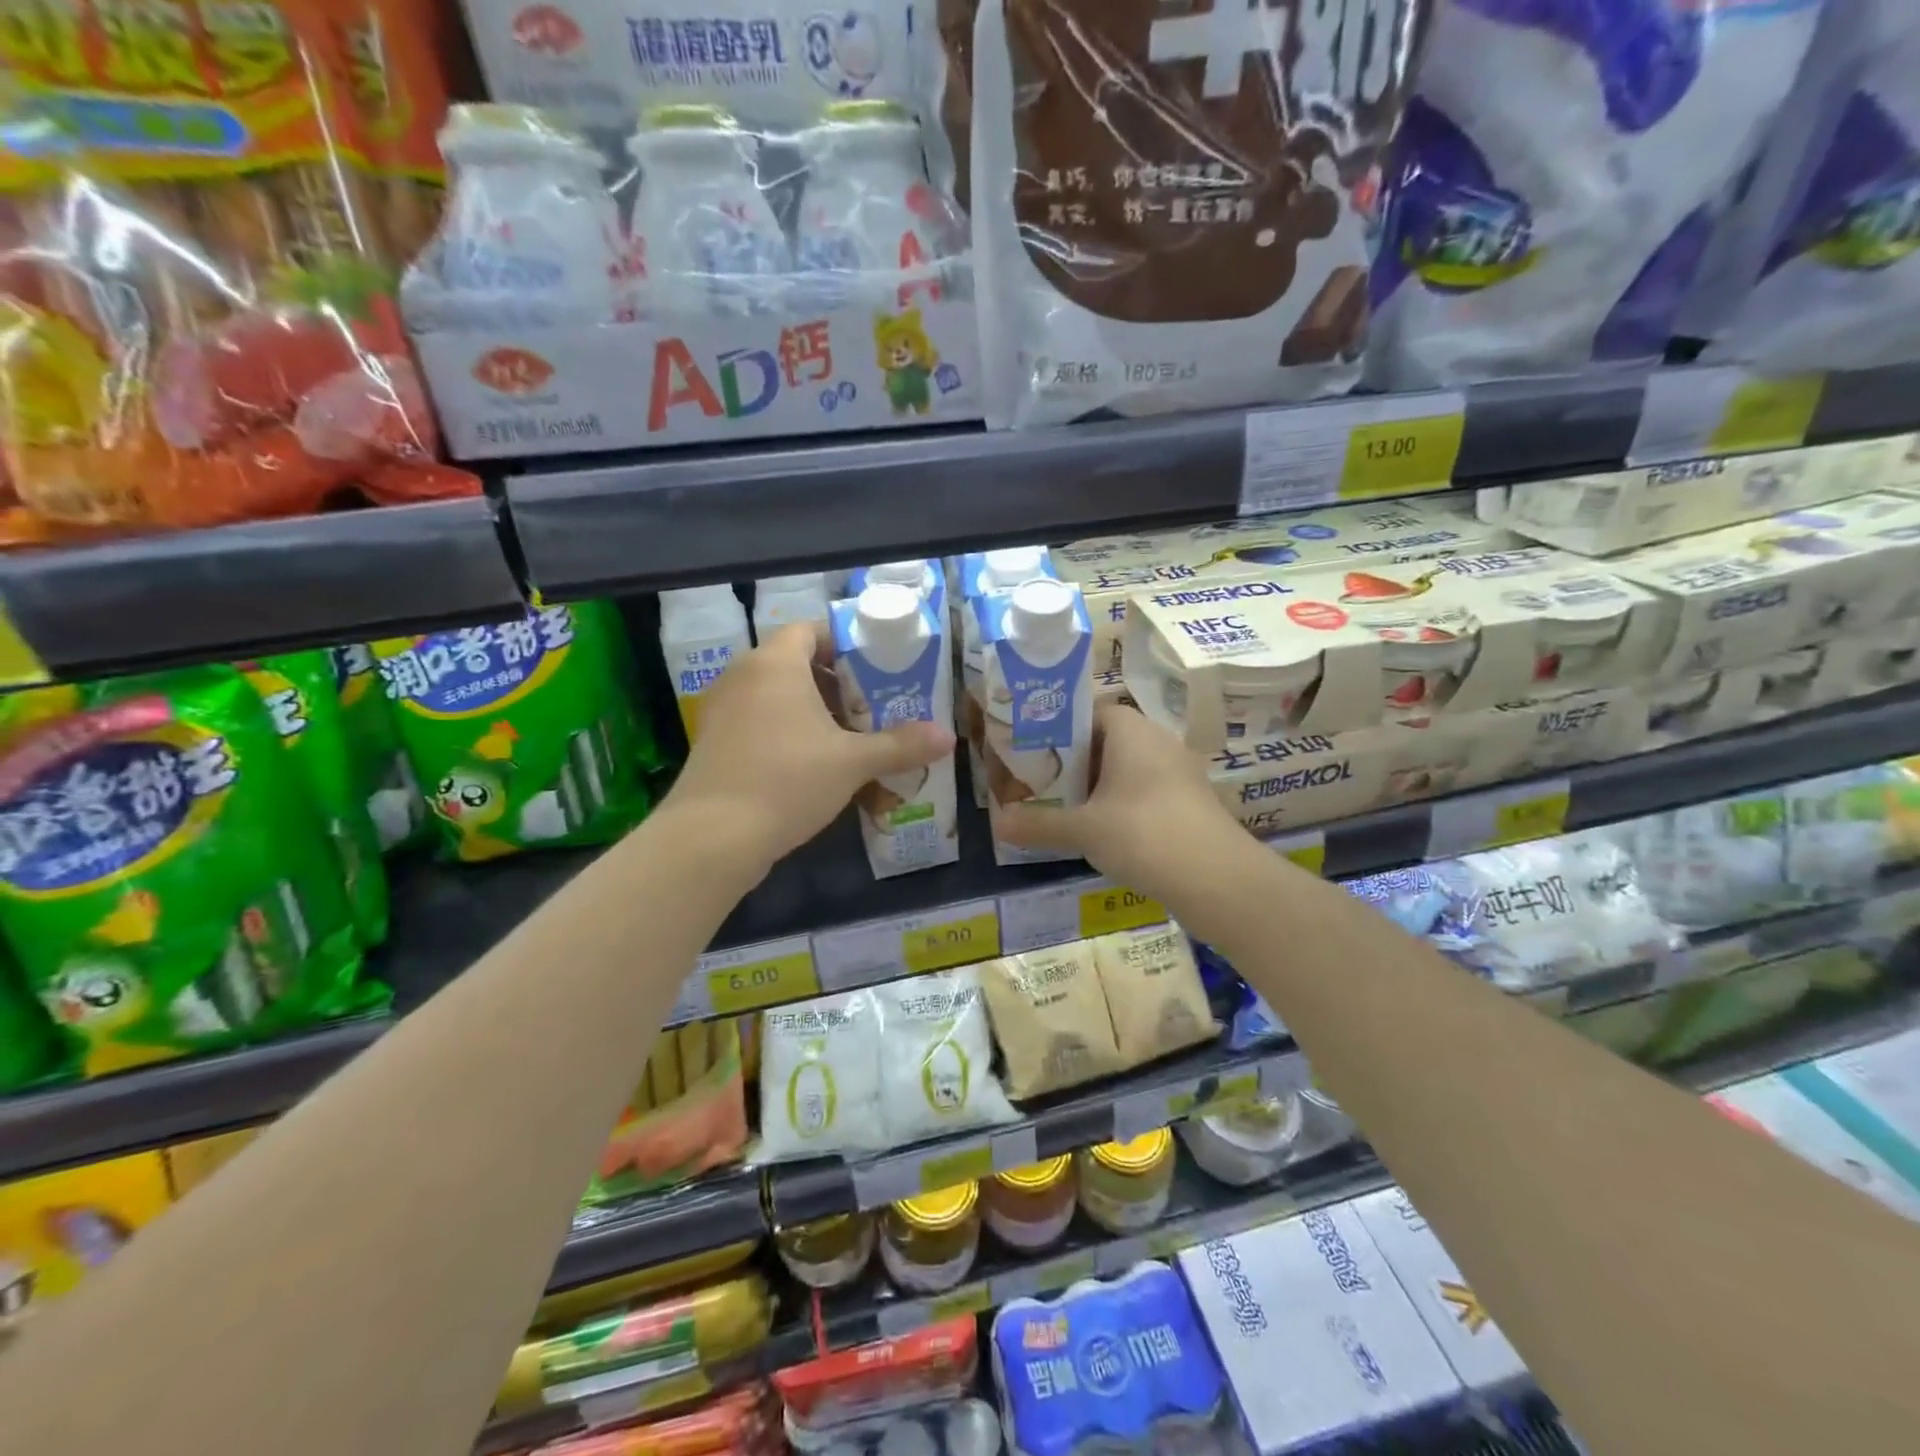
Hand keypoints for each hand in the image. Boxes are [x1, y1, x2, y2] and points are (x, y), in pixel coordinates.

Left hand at [664, 623, 953, 880]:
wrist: (713, 836)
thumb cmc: (788, 780)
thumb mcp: (853, 762)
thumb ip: (901, 745)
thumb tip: (948, 737)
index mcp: (776, 664)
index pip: (810, 630)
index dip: (844, 644)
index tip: (875, 667)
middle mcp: (743, 676)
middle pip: (794, 662)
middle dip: (835, 682)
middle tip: (871, 706)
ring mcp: (723, 709)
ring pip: (775, 694)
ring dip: (811, 709)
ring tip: (847, 737)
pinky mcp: (714, 742)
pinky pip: (758, 720)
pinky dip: (786, 730)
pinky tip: (811, 765)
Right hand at [995, 701, 1244, 901]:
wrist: (1218, 879)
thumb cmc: (1143, 834)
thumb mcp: (1082, 830)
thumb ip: (1038, 824)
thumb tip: (998, 822)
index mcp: (1131, 730)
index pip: (1087, 712)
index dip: (1057, 728)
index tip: (1029, 751)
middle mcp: (1157, 741)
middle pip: (1105, 742)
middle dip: (1072, 762)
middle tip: (1037, 783)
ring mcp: (1178, 772)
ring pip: (1125, 770)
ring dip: (1096, 787)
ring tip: (1062, 809)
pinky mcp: (1188, 803)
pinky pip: (1144, 792)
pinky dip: (1120, 806)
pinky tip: (1100, 833)